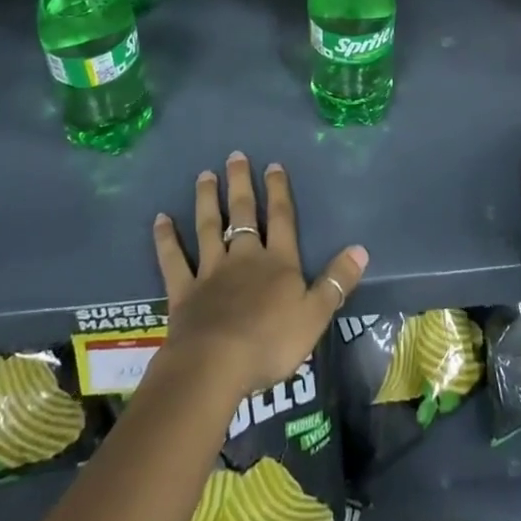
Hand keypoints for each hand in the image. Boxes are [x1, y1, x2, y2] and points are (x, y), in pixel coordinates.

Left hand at [152, 151, 368, 400]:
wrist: (216, 364)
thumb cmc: (270, 342)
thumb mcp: (315, 315)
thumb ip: (336, 282)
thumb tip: (360, 249)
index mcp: (278, 262)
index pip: (282, 219)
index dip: (279, 191)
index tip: (273, 165)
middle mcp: (244, 257)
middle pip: (243, 213)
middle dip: (241, 184)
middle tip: (235, 156)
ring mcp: (211, 271)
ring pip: (209, 227)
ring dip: (207, 200)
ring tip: (204, 175)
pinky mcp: (184, 291)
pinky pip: (174, 260)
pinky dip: (166, 239)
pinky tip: (160, 220)